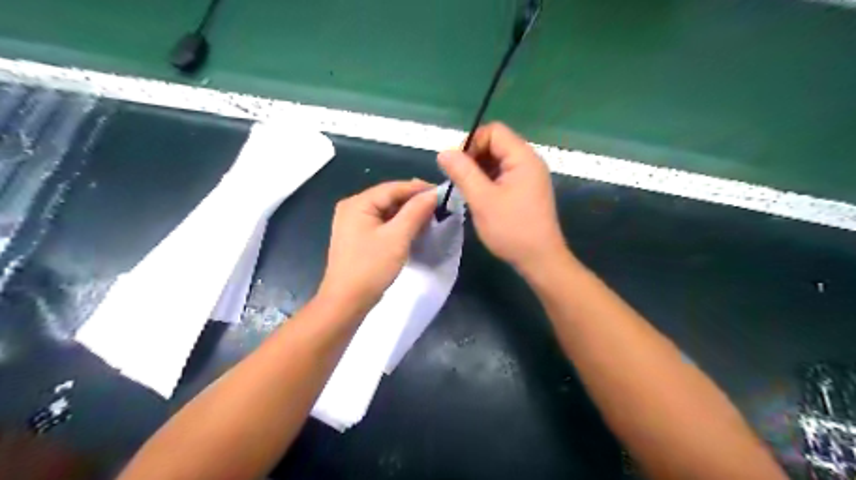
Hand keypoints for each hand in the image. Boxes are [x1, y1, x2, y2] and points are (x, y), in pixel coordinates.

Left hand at [317, 180, 437, 315]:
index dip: (419, 188)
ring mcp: (354, 224)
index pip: (393, 187)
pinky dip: (399, 225)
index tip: (443, 192)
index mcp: (358, 203)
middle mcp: (353, 208)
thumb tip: (434, 193)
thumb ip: (416, 212)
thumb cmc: (371, 267)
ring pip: (387, 211)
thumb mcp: (397, 237)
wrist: (346, 302)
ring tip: (431, 217)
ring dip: (408, 214)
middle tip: (440, 206)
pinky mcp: (359, 238)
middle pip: (389, 197)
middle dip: (414, 201)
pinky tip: (414, 229)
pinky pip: (383, 224)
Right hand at [438, 121, 566, 273]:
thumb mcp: (482, 200)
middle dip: (474, 158)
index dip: (471, 143)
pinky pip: (503, 175)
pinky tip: (480, 198)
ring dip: (479, 171)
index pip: (493, 131)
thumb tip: (444, 152)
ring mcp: (529, 176)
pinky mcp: (526, 190)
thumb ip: (463, 172)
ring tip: (467, 191)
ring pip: (498, 160)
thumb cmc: (511, 229)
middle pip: (496, 144)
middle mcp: (529, 161)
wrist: (540, 259)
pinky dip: (488, 181)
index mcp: (522, 157)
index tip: (457, 166)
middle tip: (460, 181)